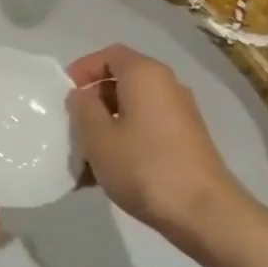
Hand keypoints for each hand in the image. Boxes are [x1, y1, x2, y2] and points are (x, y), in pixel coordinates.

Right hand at [65, 45, 245, 249]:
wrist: (203, 212)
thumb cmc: (144, 166)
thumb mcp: (98, 137)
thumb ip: (83, 108)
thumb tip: (83, 95)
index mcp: (145, 75)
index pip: (109, 54)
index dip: (83, 69)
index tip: (64, 94)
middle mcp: (166, 86)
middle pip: (121, 81)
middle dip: (92, 101)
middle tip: (71, 126)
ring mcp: (179, 114)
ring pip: (132, 109)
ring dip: (106, 125)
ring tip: (84, 156)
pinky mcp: (185, 140)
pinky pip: (145, 129)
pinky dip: (124, 140)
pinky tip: (106, 172)